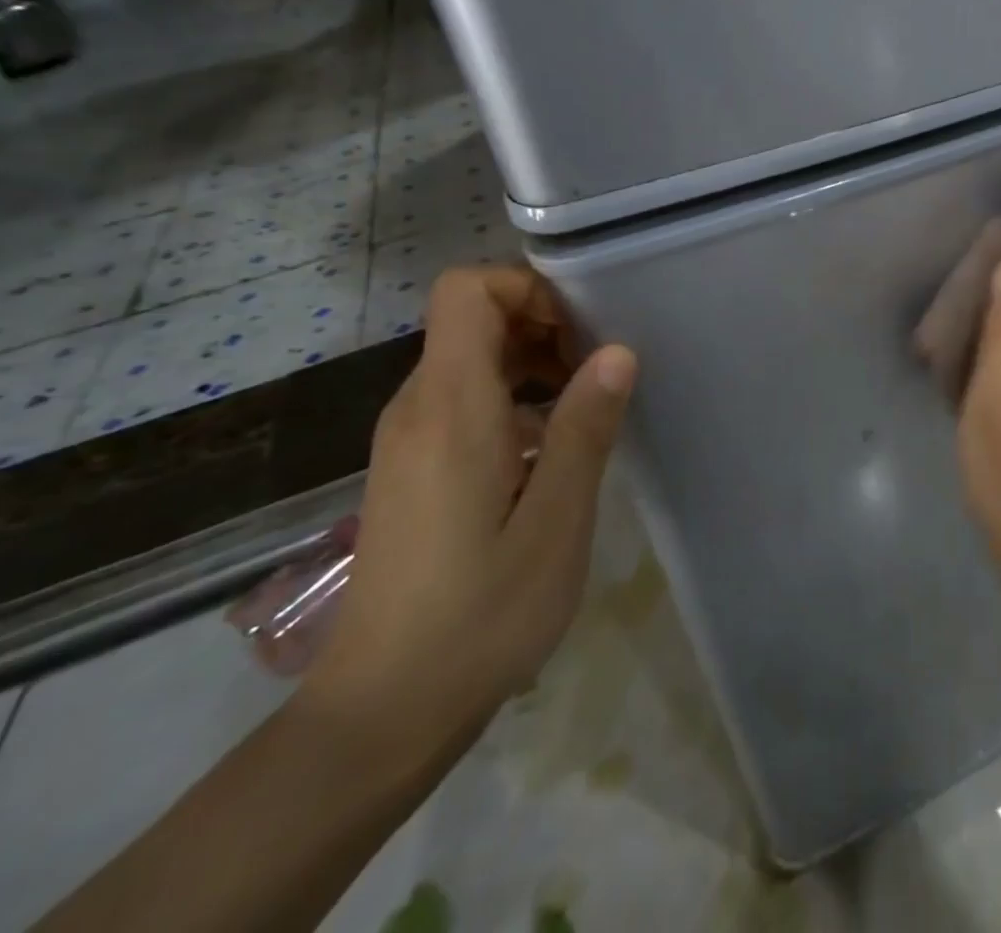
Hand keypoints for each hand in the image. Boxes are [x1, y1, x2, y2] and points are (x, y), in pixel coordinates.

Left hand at [300, 265, 636, 766]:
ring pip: (470, 358)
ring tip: (585, 409)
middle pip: (472, 318)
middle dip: (543, 325)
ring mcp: (407, 439)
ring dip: (532, 362)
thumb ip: (584, 427)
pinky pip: (462, 399)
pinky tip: (549, 451)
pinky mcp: (411, 468)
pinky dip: (512, 397)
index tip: (581, 331)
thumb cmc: (481, 614)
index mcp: (450, 406)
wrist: (382, 712)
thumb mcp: (556, 520)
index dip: (527, 288)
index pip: (466, 290)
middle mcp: (417, 407)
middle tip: (599, 373)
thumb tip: (618, 350)